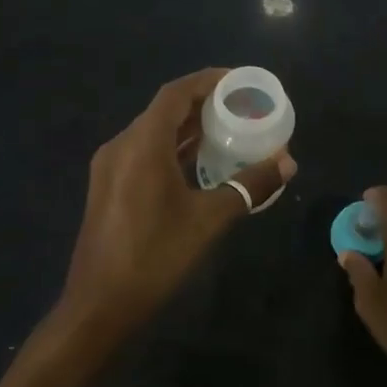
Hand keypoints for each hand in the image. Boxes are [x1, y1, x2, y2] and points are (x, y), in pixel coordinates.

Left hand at [60, 68, 295, 331]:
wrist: (99, 305)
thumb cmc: (154, 256)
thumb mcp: (209, 220)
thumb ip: (249, 186)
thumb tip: (287, 163)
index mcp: (141, 144)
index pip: (175, 93)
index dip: (207, 80)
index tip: (240, 81)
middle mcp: (121, 146)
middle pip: (164, 110)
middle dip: (203, 104)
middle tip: (241, 108)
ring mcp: (110, 168)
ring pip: (154, 133)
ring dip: (188, 129)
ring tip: (228, 131)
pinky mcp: (109, 188)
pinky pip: (145, 153)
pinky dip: (173, 150)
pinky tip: (199, 164)